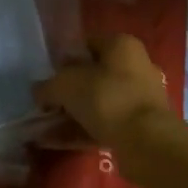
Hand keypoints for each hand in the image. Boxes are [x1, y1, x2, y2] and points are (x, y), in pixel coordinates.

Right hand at [33, 35, 177, 151]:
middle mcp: (136, 66)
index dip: (64, 60)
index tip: (49, 77)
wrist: (148, 143)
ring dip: (73, 114)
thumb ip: (48, 86)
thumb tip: (39, 92)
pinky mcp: (141, 127)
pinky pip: (106, 124)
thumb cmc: (107, 97)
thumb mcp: (66, 85)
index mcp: (121, 45)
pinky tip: (59, 142)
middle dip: (69, 91)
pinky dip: (84, 131)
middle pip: (93, 75)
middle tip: (48, 104)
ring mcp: (141, 98)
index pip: (87, 45)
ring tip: (48, 128)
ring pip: (99, 102)